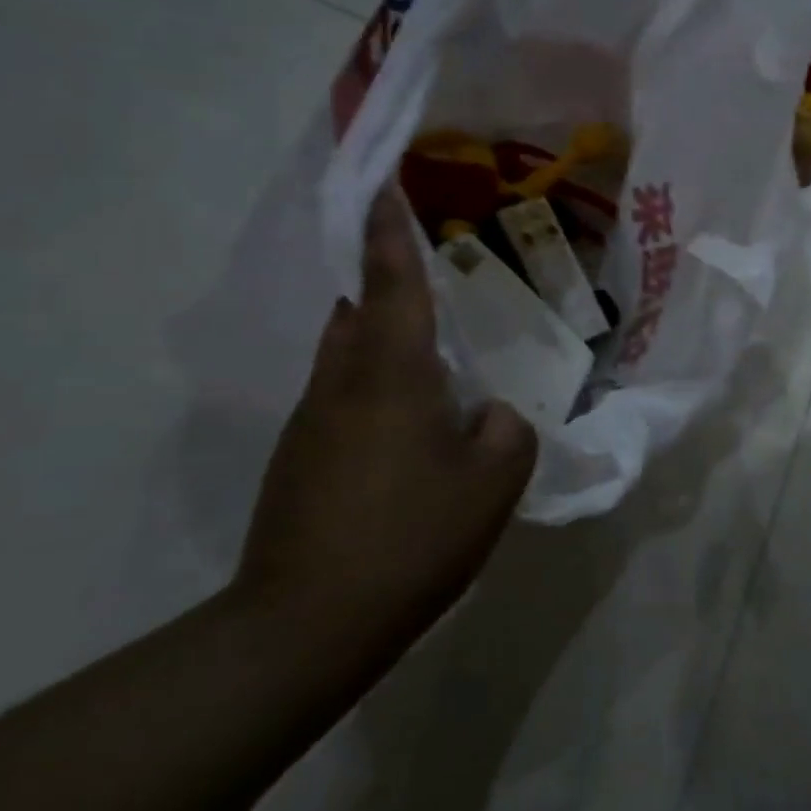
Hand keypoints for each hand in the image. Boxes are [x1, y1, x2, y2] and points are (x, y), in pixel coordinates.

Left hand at [235, 186, 538, 642]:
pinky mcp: (302, 459)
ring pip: (349, 356)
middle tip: (436, 280)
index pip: (391, 284)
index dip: (391, 232)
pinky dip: (380, 387)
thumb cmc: (412, 536)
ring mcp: (313, 423)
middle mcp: (342, 384)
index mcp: (391, 374)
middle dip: (386, 283)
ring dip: (386, 339)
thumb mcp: (494, 479)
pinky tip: (417, 426)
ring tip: (438, 357)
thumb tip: (490, 415)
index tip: (386, 186)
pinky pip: (346, 397)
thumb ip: (508, 429)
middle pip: (358, 312)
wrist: (306, 625)